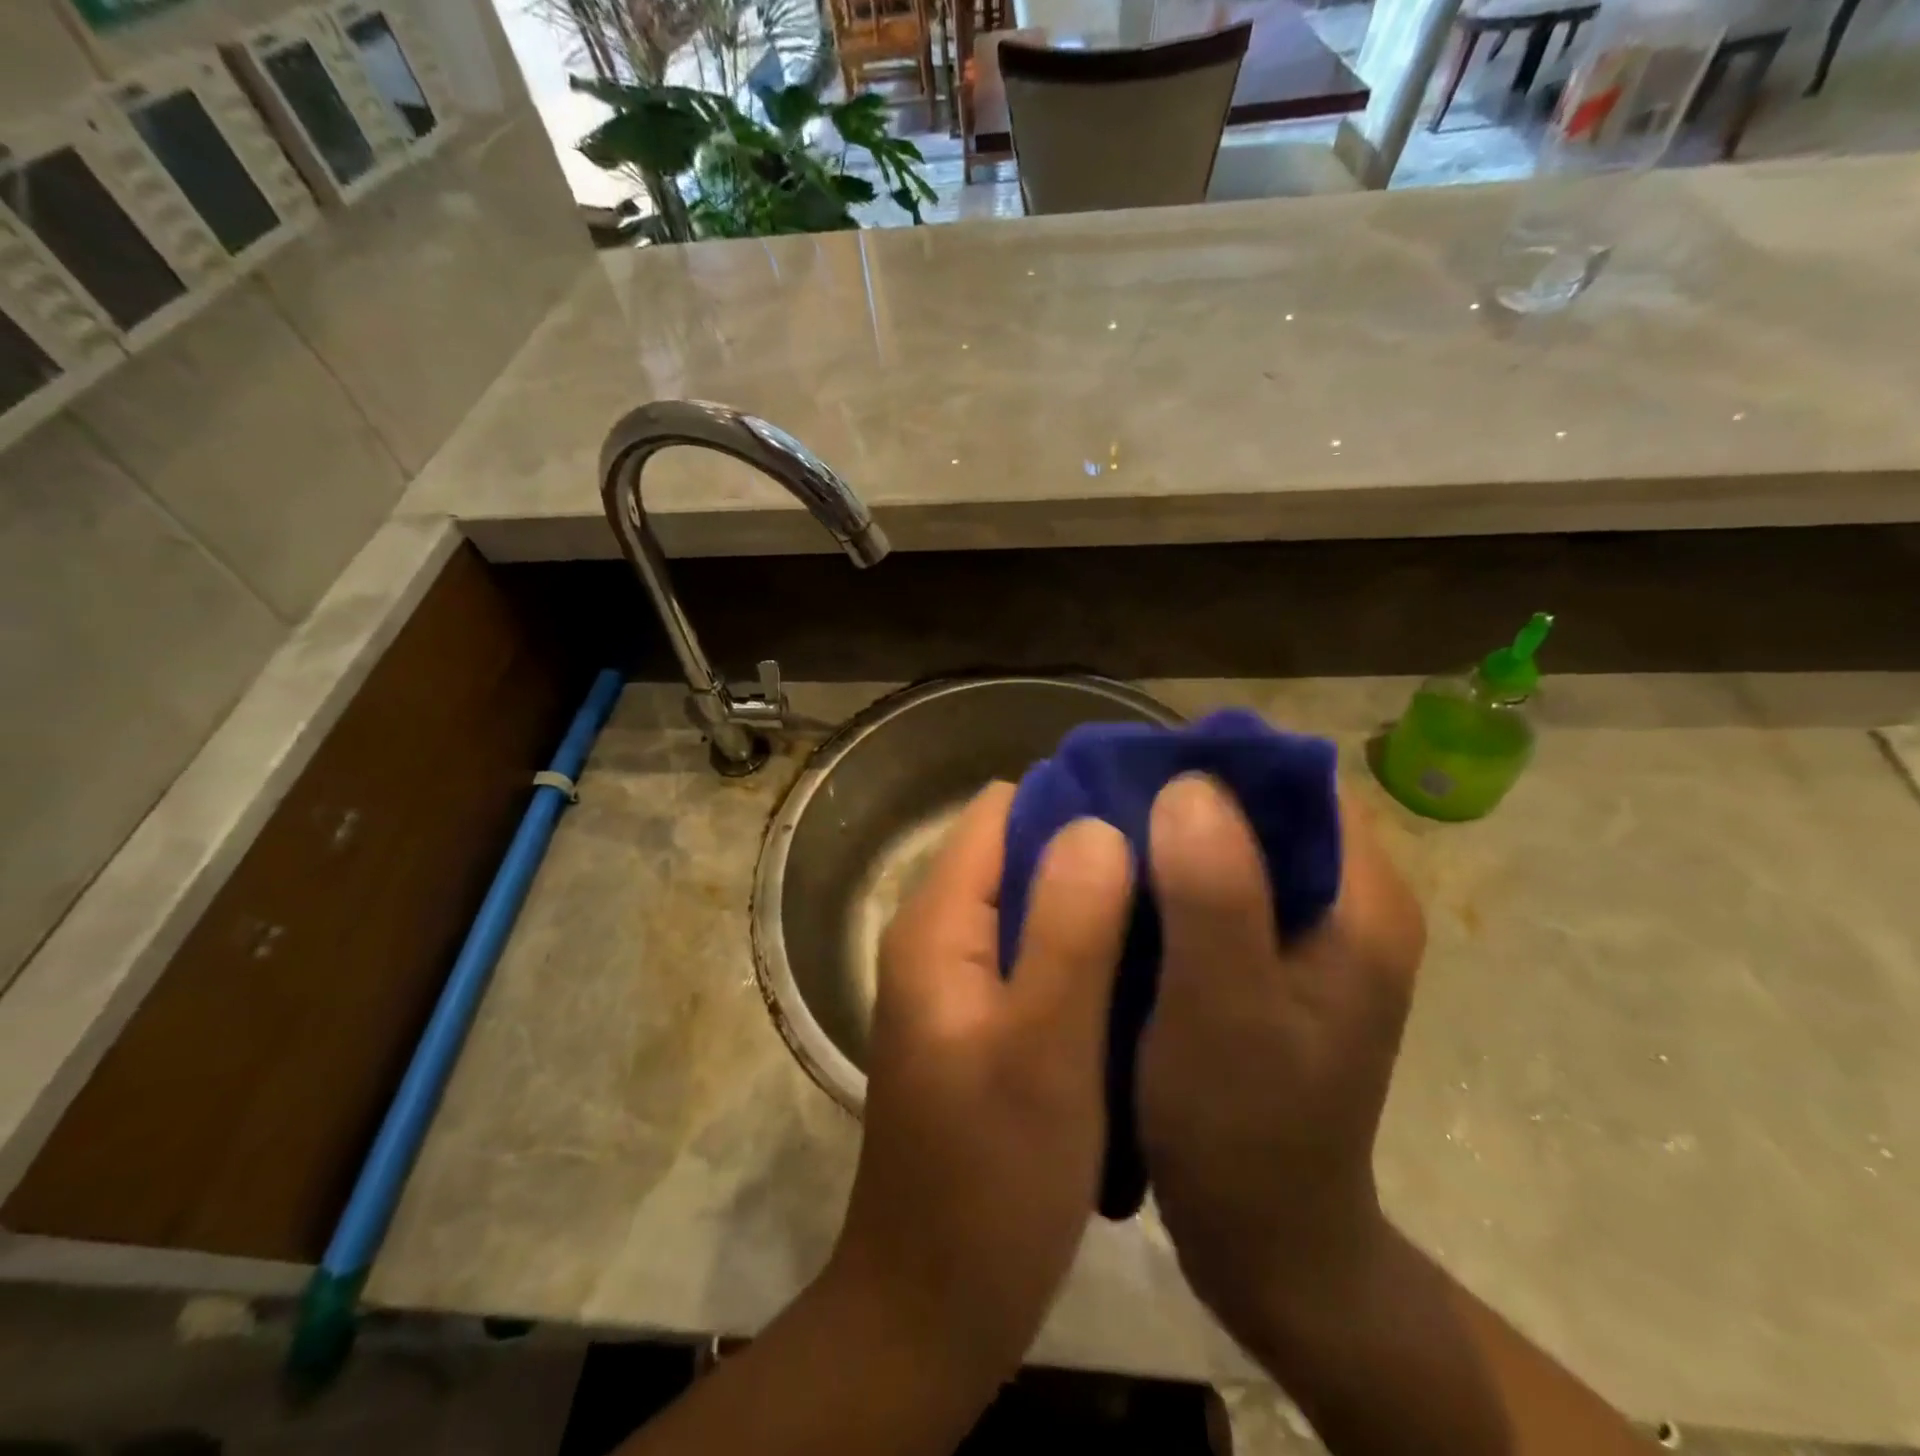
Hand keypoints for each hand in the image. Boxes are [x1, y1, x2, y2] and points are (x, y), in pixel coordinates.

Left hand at [827, 782, 1133, 1391]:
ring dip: (1096, 894)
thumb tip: (1098, 824)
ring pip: (1034, 901)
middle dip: (1095, 844)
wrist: (938, 1303)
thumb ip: (1069, 928)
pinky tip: (1143, 961)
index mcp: (938, 923)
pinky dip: (1086, 941)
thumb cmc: (991, 1178)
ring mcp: (960, 979)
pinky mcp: (984, 1018)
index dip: (1076, 798)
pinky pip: (1039, 950)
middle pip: (1020, 851)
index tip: (1157, 809)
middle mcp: (940, 935)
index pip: (1004, 812)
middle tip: (1183, 857)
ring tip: (1177, 901)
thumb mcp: (1042, 1047)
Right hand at [1137, 773, 1425, 1361]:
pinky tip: (1116, 891)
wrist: (1269, 1245)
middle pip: (1263, 809)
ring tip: (1096, 839)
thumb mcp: (1224, 1009)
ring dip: (1167, 836)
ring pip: (1233, 847)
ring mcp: (1308, 937)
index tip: (1137, 768)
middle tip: (1099, 803)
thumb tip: (1189, 782)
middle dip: (1181, 796)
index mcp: (1361, 902)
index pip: (1299, 780)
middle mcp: (1345, 905)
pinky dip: (1167, 879)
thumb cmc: (1246, 1130)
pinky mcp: (1271, 964)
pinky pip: (1217, 891)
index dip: (1218, 760)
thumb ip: (1215, 893)